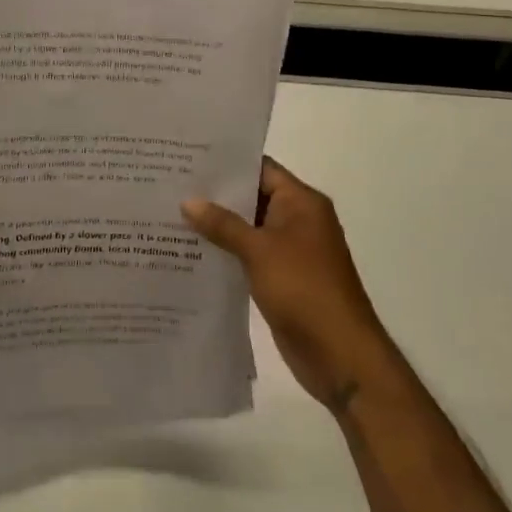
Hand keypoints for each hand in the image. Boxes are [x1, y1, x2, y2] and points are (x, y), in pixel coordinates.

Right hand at [183, 159, 391, 411]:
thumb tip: (188, 201)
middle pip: (252, 197)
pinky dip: (226, 251)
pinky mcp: (281, 278)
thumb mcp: (259, 250)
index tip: (189, 157)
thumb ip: (223, 224)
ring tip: (172, 213)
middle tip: (172, 184)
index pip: (261, 168)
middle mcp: (298, 220)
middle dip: (215, 194)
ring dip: (217, 225)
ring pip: (248, 228)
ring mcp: (290, 251)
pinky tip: (191, 250)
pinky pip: (248, 255)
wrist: (340, 354)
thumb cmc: (303, 289)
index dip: (227, 163)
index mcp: (301, 203)